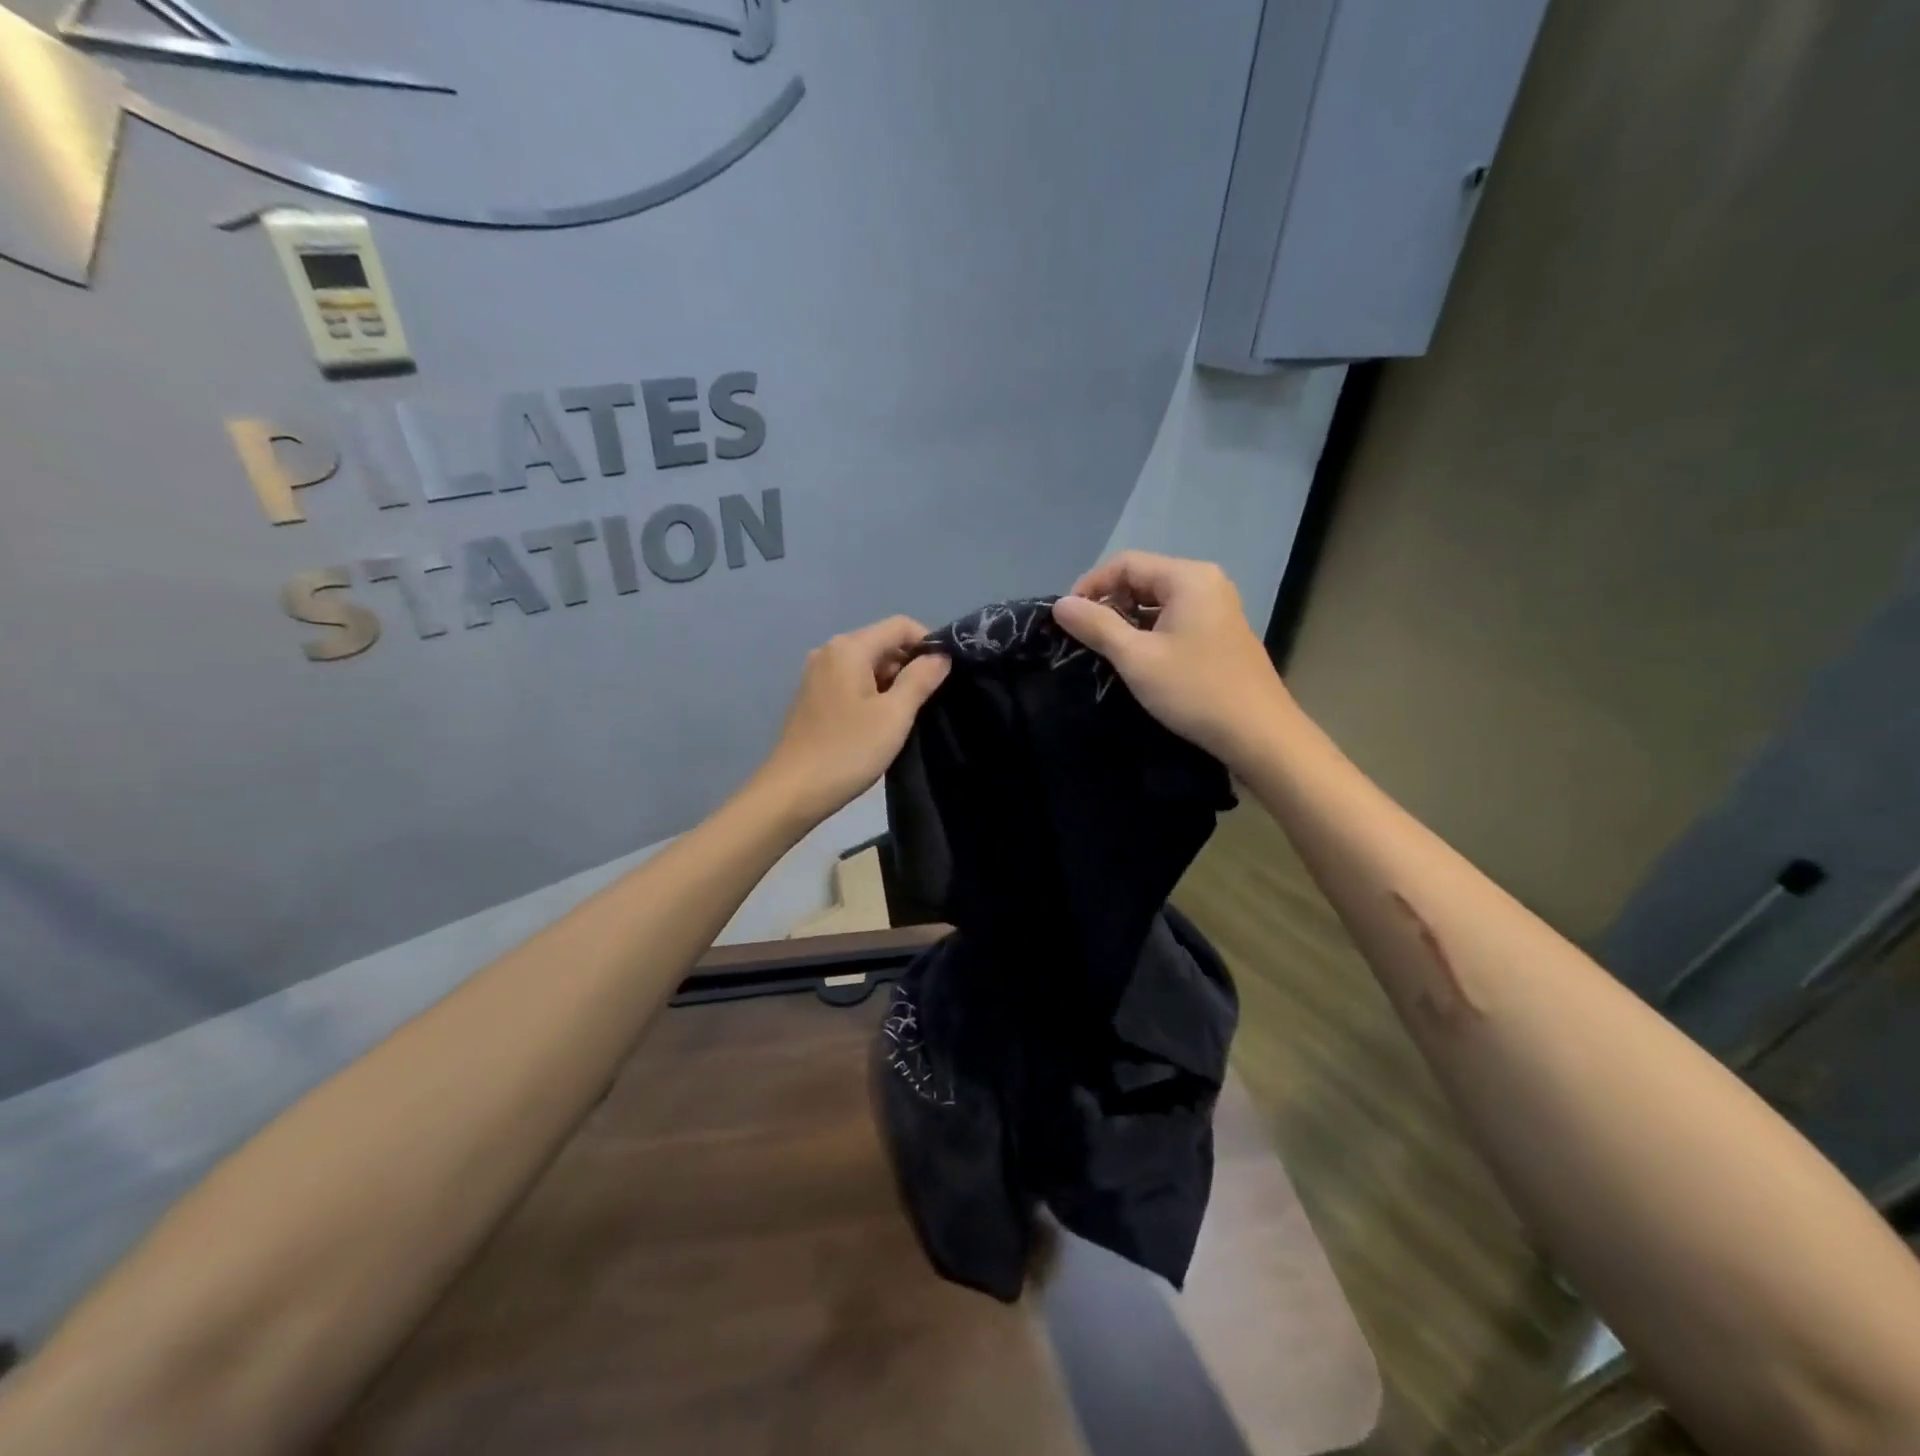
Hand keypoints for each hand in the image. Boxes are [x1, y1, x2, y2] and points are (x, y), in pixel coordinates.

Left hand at [756, 616, 951, 828]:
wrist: (793, 791)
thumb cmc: (848, 750)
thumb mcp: (894, 715)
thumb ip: (921, 679)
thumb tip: (941, 655)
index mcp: (849, 648)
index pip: (900, 625)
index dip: (928, 643)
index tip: (946, 674)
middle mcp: (829, 651)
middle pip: (883, 642)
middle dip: (910, 664)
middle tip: (930, 700)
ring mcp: (817, 674)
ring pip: (868, 664)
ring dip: (893, 682)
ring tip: (908, 715)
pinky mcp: (813, 696)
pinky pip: (852, 681)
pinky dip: (872, 692)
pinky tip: (881, 723)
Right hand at [1052, 552, 1292, 767]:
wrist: (1259, 734)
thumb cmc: (1195, 690)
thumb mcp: (1136, 658)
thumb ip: (1096, 626)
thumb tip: (1060, 604)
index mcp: (1188, 577)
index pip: (1126, 563)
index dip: (1090, 586)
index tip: (1067, 619)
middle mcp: (1206, 583)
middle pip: (1143, 578)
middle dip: (1109, 603)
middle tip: (1083, 637)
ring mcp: (1217, 608)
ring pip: (1158, 602)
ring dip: (1128, 620)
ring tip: (1105, 650)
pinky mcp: (1220, 634)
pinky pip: (1175, 620)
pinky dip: (1150, 632)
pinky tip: (1138, 660)